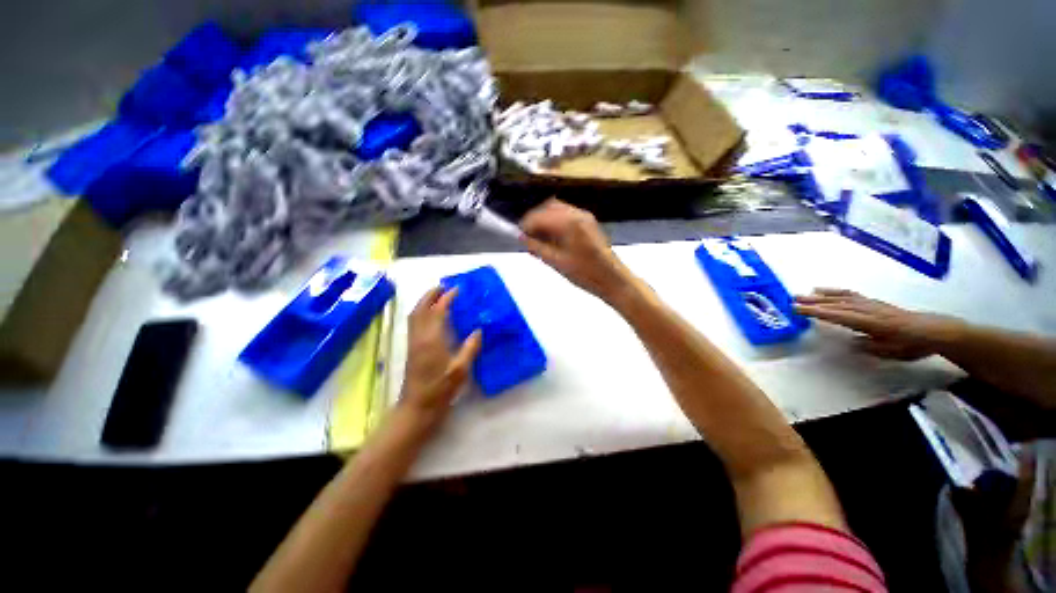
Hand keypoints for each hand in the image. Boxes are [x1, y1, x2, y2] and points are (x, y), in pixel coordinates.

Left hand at [400, 287, 481, 418]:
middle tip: (443, 286)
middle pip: (421, 308)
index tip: (457, 290)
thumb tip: (478, 330)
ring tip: (437, 296)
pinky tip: (431, 315)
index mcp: (432, 340)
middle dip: (431, 295)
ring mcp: (413, 342)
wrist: (417, 407)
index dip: (446, 298)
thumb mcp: (460, 370)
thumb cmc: (440, 389)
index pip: (438, 311)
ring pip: (415, 315)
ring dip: (424, 302)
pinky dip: (421, 312)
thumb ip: (470, 348)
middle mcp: (420, 337)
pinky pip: (414, 323)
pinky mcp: (411, 348)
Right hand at [520, 198, 634, 303]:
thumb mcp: (557, 263)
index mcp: (569, 222)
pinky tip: (553, 237)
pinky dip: (556, 221)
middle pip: (548, 207)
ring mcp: (585, 217)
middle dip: (535, 219)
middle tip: (527, 237)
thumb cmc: (585, 274)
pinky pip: (567, 215)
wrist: (613, 280)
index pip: (539, 215)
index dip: (526, 224)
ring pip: (558, 209)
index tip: (519, 236)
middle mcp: (577, 213)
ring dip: (545, 219)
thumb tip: (521, 238)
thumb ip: (537, 248)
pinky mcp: (589, 223)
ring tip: (539, 238)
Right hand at [794, 288, 958, 360]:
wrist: (933, 331)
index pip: (838, 316)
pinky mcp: (872, 302)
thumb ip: (870, 346)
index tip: (797, 309)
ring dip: (820, 296)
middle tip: (792, 300)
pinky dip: (835, 291)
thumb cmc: (911, 345)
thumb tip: (850, 341)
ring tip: (803, 294)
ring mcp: (870, 304)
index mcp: (870, 323)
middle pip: (836, 304)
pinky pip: (850, 294)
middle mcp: (867, 310)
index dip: (817, 312)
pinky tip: (825, 290)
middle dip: (814, 302)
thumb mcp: (892, 352)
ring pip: (841, 298)